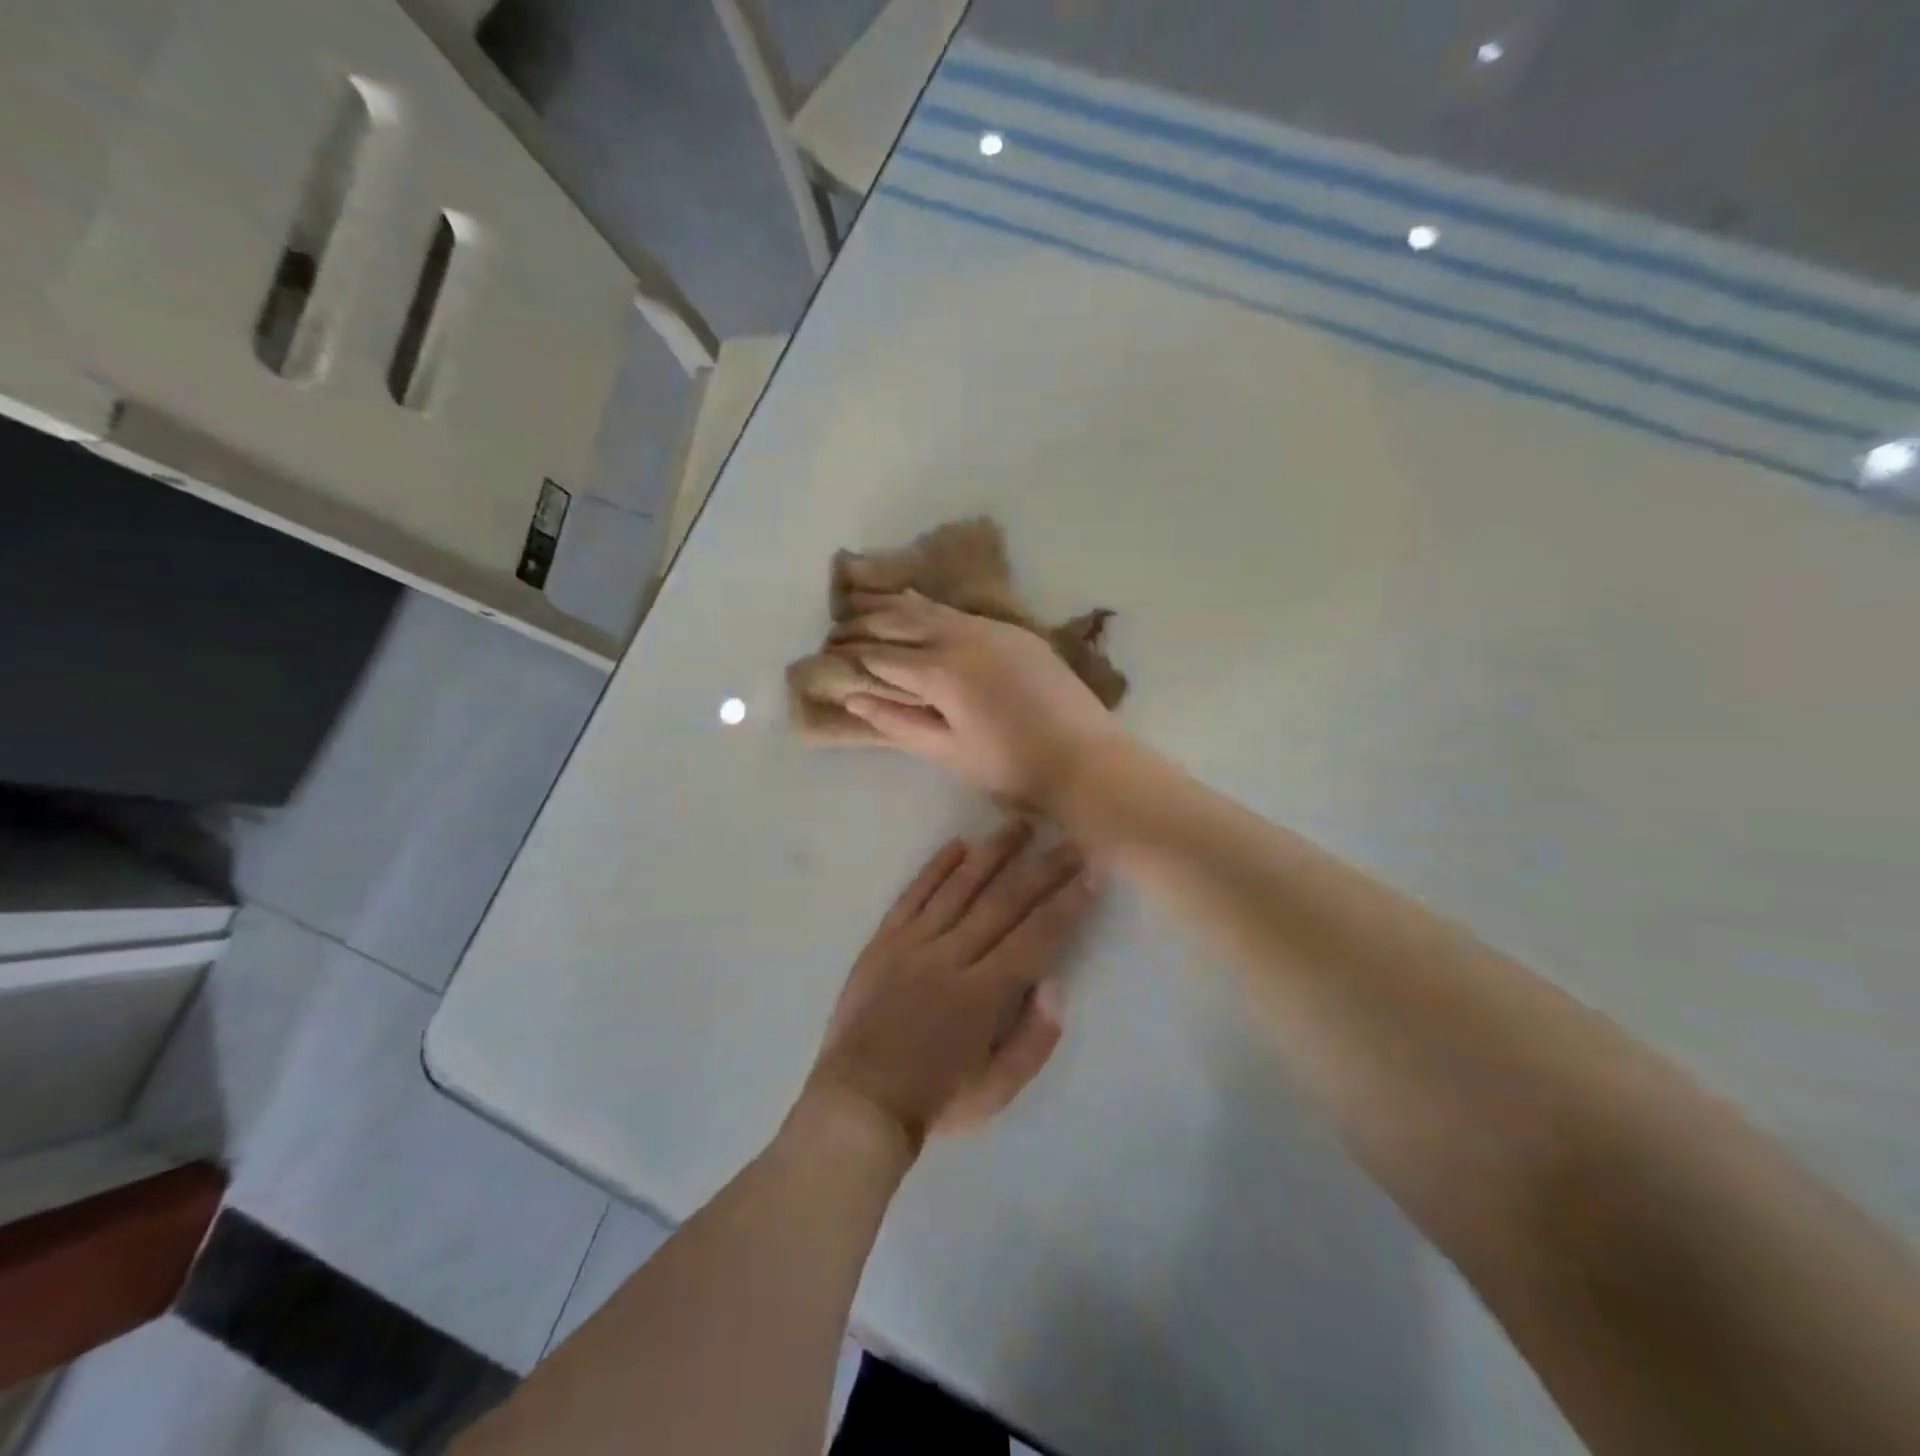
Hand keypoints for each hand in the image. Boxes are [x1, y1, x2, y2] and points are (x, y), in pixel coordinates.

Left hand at [802, 822, 1098, 1152]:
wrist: (858, 1101)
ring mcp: (913, 944)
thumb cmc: (935, 1100)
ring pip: (959, 886)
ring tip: (1019, 825)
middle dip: (1041, 868)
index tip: (1092, 874)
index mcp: (983, 994)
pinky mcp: (884, 940)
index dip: (1068, 903)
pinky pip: (913, 895)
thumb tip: (1055, 985)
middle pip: (1003, 902)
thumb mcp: (997, 1091)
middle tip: (1069, 840)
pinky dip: (935, 867)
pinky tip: (958, 844)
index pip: (1036, 937)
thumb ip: (1034, 1040)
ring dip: (992, 853)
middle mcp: (951, 957)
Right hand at [832, 591, 1120, 806]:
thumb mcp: (946, 751)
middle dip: (866, 623)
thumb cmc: (1010, 767)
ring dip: (896, 608)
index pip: (881, 655)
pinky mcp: (1014, 632)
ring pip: (931, 609)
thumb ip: (897, 721)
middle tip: (839, 627)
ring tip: (868, 606)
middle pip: (901, 621)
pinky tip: (921, 611)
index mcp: (939, 672)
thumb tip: (853, 696)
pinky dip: (931, 610)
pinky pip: (960, 612)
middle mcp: (961, 638)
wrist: (1084, 758)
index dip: (852, 654)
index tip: (828, 653)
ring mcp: (991, 629)